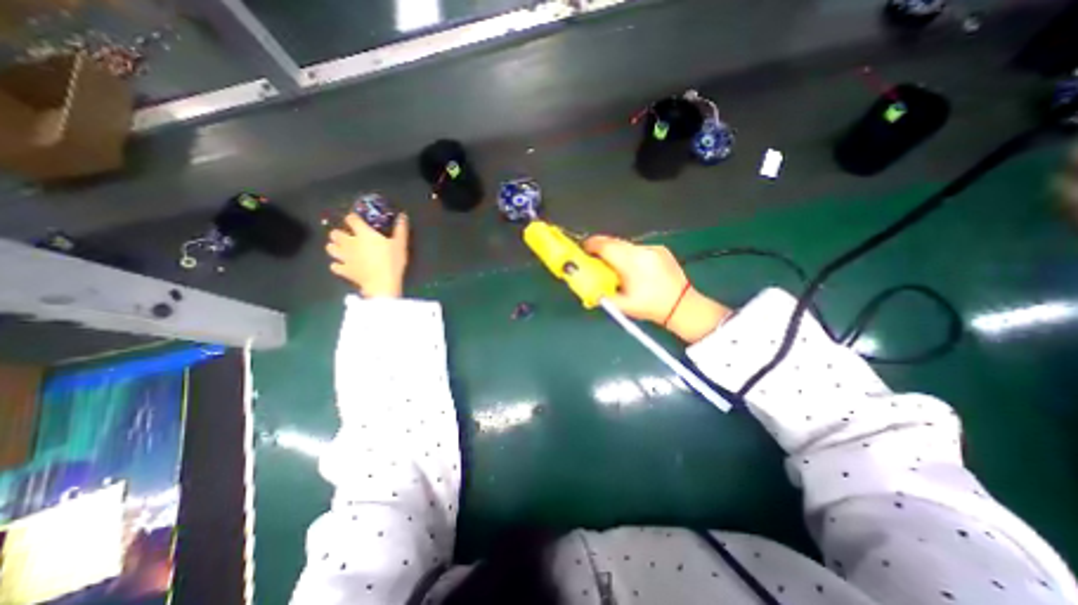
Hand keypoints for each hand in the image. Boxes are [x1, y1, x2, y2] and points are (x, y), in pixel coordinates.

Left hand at [323, 214, 407, 297]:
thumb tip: (403, 215)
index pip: (351, 219)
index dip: (353, 218)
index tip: (357, 220)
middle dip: (339, 233)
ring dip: (335, 247)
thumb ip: (401, 229)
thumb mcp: (401, 244)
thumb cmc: (392, 261)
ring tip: (344, 250)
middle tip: (349, 237)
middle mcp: (349, 242)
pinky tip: (344, 265)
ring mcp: (344, 257)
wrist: (383, 283)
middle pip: (335, 233)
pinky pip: (334, 266)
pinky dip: (338, 265)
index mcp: (363, 233)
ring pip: (330, 248)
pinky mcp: (344, 270)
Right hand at [581, 234, 733, 342]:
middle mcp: (642, 250)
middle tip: (594, 258)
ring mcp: (653, 248)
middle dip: (601, 248)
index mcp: (631, 263)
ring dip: (616, 252)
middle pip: (614, 241)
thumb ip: (601, 294)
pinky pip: (637, 248)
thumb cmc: (650, 307)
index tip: (583, 250)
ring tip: (615, 267)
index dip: (590, 246)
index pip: (605, 246)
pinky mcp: (660, 249)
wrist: (682, 305)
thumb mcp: (622, 305)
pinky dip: (629, 255)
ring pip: (625, 245)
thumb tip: (587, 286)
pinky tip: (633, 269)